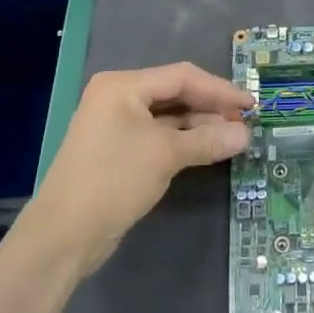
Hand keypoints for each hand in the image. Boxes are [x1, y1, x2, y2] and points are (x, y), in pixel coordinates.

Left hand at [30, 63, 252, 275]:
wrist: (63, 235)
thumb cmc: (114, 180)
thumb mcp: (166, 155)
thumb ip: (208, 140)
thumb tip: (245, 135)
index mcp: (123, 86)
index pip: (182, 77)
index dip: (220, 90)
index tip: (250, 105)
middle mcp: (117, 98)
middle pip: (175, 94)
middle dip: (210, 108)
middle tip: (244, 122)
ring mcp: (115, 125)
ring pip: (168, 117)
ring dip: (199, 126)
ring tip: (233, 137)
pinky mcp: (117, 151)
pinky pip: (158, 136)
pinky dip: (183, 141)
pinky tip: (207, 149)